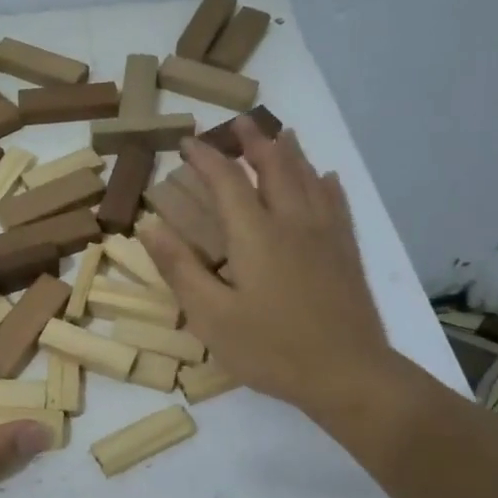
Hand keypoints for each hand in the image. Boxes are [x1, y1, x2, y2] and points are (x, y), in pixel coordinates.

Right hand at [139, 121, 393, 419]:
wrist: (348, 374)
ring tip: (280, 134)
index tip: (187, 143)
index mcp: (254, 234)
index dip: (206, 158)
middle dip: (254, 141)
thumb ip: (179, 268)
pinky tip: (326, 177)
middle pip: (274, 166)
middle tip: (239, 123)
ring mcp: (325, 234)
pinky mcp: (346, 252)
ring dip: (290, 152)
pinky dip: (326, 183)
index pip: (226, 181)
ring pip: (308, 178)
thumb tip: (149, 224)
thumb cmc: (271, 349)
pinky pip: (337, 203)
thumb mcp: (211, 316)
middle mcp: (292, 221)